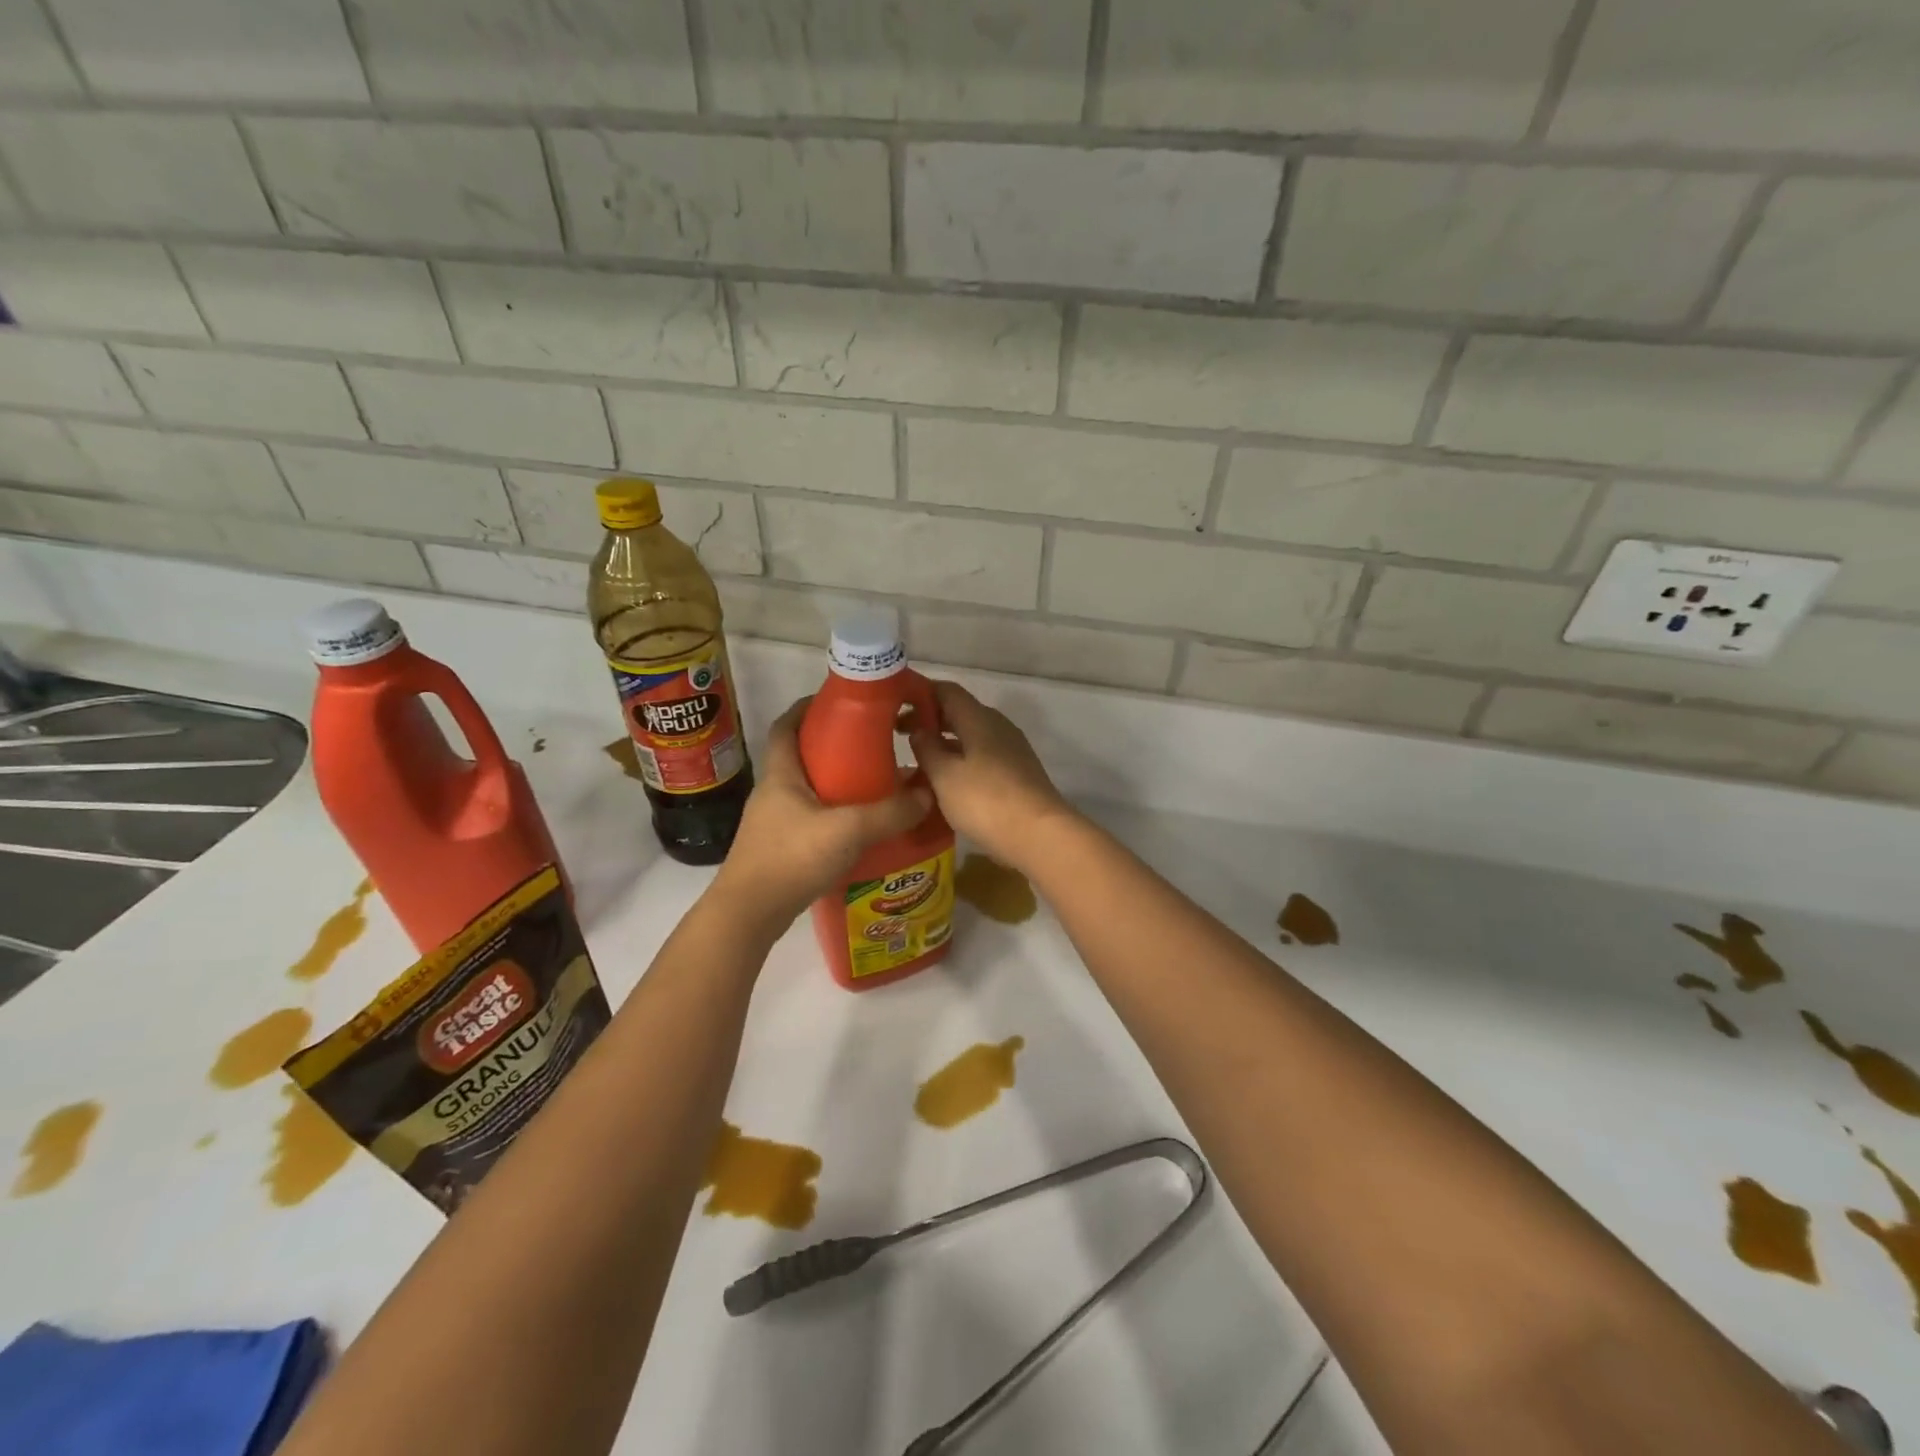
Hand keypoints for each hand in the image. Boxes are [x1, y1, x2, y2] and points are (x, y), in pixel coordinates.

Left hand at [710, 698, 931, 933]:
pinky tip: (860, 827)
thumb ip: (889, 812)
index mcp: (781, 773)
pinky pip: (811, 817)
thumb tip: (926, 794)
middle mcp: (774, 791)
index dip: (809, 707)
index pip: (787, 724)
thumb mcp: (847, 830)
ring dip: (837, 782)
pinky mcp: (781, 846)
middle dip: (834, 746)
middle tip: (872, 745)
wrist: (749, 914)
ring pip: (809, 789)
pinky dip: (834, 814)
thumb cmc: (790, 858)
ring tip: (874, 784)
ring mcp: (774, 821)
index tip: (840, 701)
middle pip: (802, 755)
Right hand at [907, 681, 1077, 873]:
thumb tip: (919, 730)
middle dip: (929, 721)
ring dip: (945, 744)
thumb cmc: (985, 800)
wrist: (1039, 835)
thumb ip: (927, 749)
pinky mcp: (1018, 774)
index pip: (947, 691)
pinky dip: (961, 762)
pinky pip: (982, 758)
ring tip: (917, 761)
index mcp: (979, 719)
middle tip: (898, 734)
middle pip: (960, 713)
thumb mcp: (945, 775)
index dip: (920, 693)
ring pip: (971, 737)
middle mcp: (998, 727)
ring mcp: (1012, 751)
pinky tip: (945, 782)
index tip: (895, 704)